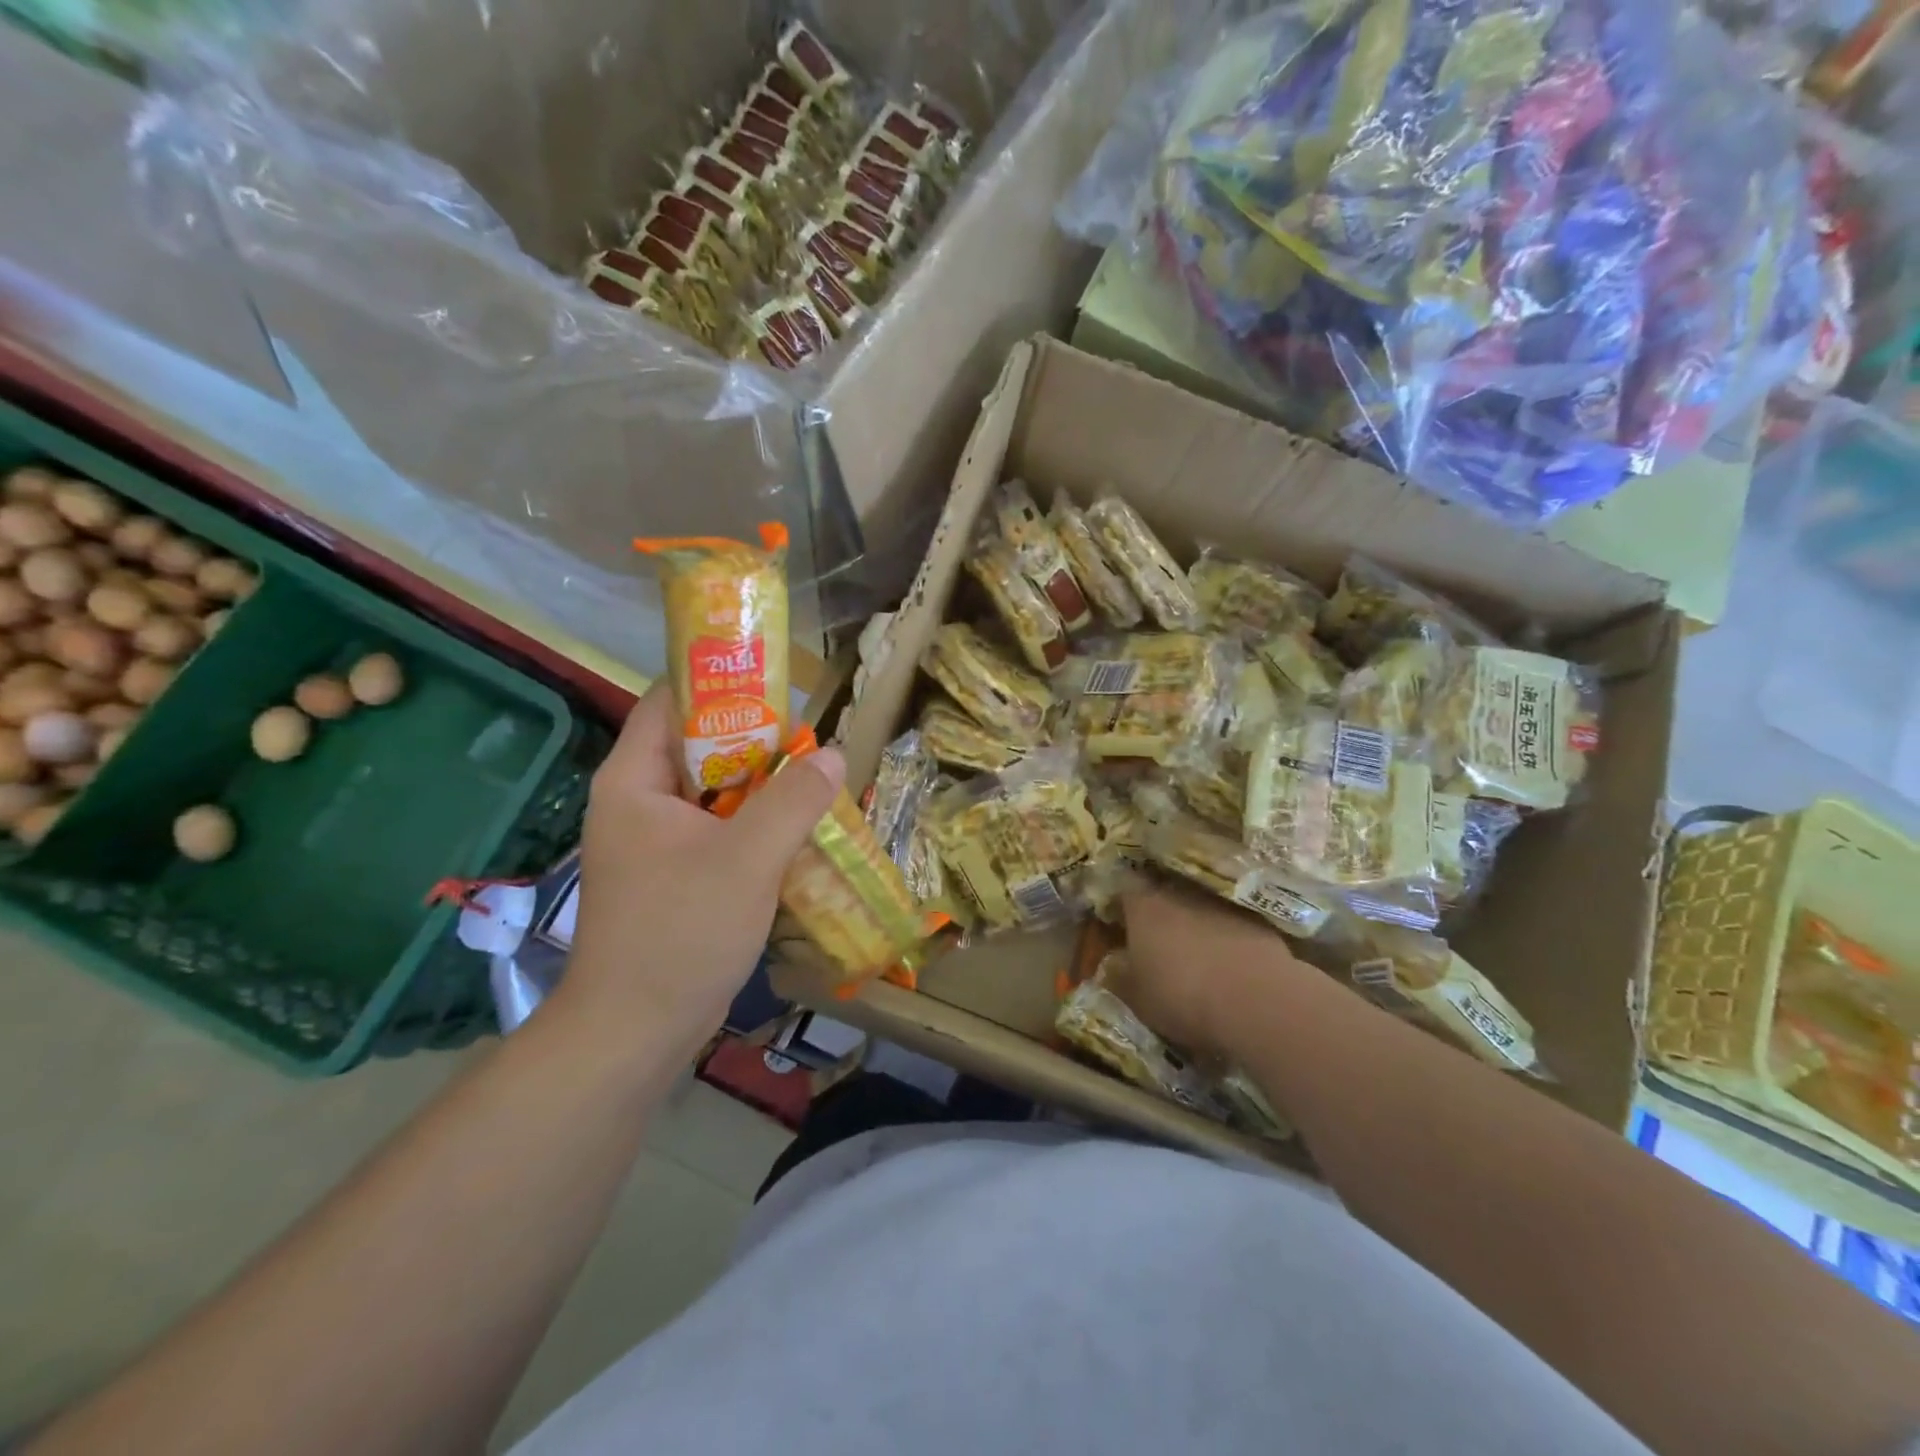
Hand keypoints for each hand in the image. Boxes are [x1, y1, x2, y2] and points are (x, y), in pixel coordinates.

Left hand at [555, 684, 843, 1054]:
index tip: (780, 685)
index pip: (670, 700)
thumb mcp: (748, 858)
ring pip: (714, 790)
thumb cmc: (681, 931)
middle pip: (699, 744)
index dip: (722, 682)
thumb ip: (794, 800)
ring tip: (814, 779)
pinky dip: (754, 822)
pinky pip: (718, 828)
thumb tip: (832, 753)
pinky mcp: (673, 872)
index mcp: (634, 779)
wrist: (635, 1031)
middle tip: (811, 740)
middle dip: (756, 740)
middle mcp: (638, 800)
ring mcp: (654, 839)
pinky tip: (797, 829)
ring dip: (762, 785)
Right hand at [1115, 883, 1308, 1058]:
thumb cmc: (1181, 996)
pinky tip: (1229, 963)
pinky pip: (1231, 922)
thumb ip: (1119, 976)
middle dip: (1159, 911)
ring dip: (1195, 922)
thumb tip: (1112, 963)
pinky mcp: (1256, 919)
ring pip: (1199, 905)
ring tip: (1195, 951)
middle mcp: (1180, 893)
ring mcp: (1220, 903)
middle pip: (1163, 891)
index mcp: (1144, 906)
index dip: (1120, 901)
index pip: (1124, 887)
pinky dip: (1227, 936)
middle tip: (1156, 937)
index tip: (1118, 919)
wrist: (1257, 1000)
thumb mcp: (1136, 998)